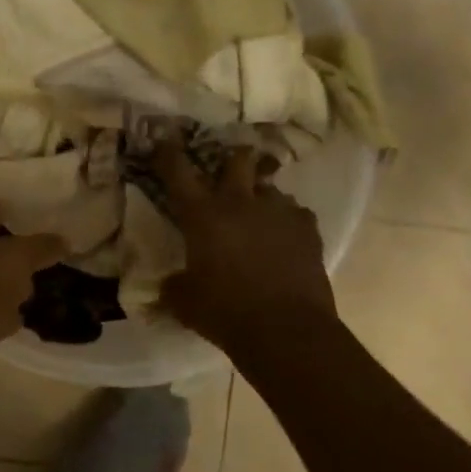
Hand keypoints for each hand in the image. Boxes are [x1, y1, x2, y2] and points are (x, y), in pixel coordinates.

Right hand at [155, 141, 337, 350]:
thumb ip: (174, 287)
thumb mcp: (186, 303)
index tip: (163, 140)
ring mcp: (278, 211)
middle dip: (233, 160)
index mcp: (203, 215)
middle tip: (229, 173)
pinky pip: (296, 213)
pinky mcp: (307, 228)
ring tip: (260, 218)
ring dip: (261, 197)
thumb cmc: (226, 313)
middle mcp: (240, 202)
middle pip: (238, 159)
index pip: (178, 172)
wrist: (286, 330)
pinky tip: (286, 240)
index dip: (168, 153)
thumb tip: (168, 284)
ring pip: (270, 187)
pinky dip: (287, 222)